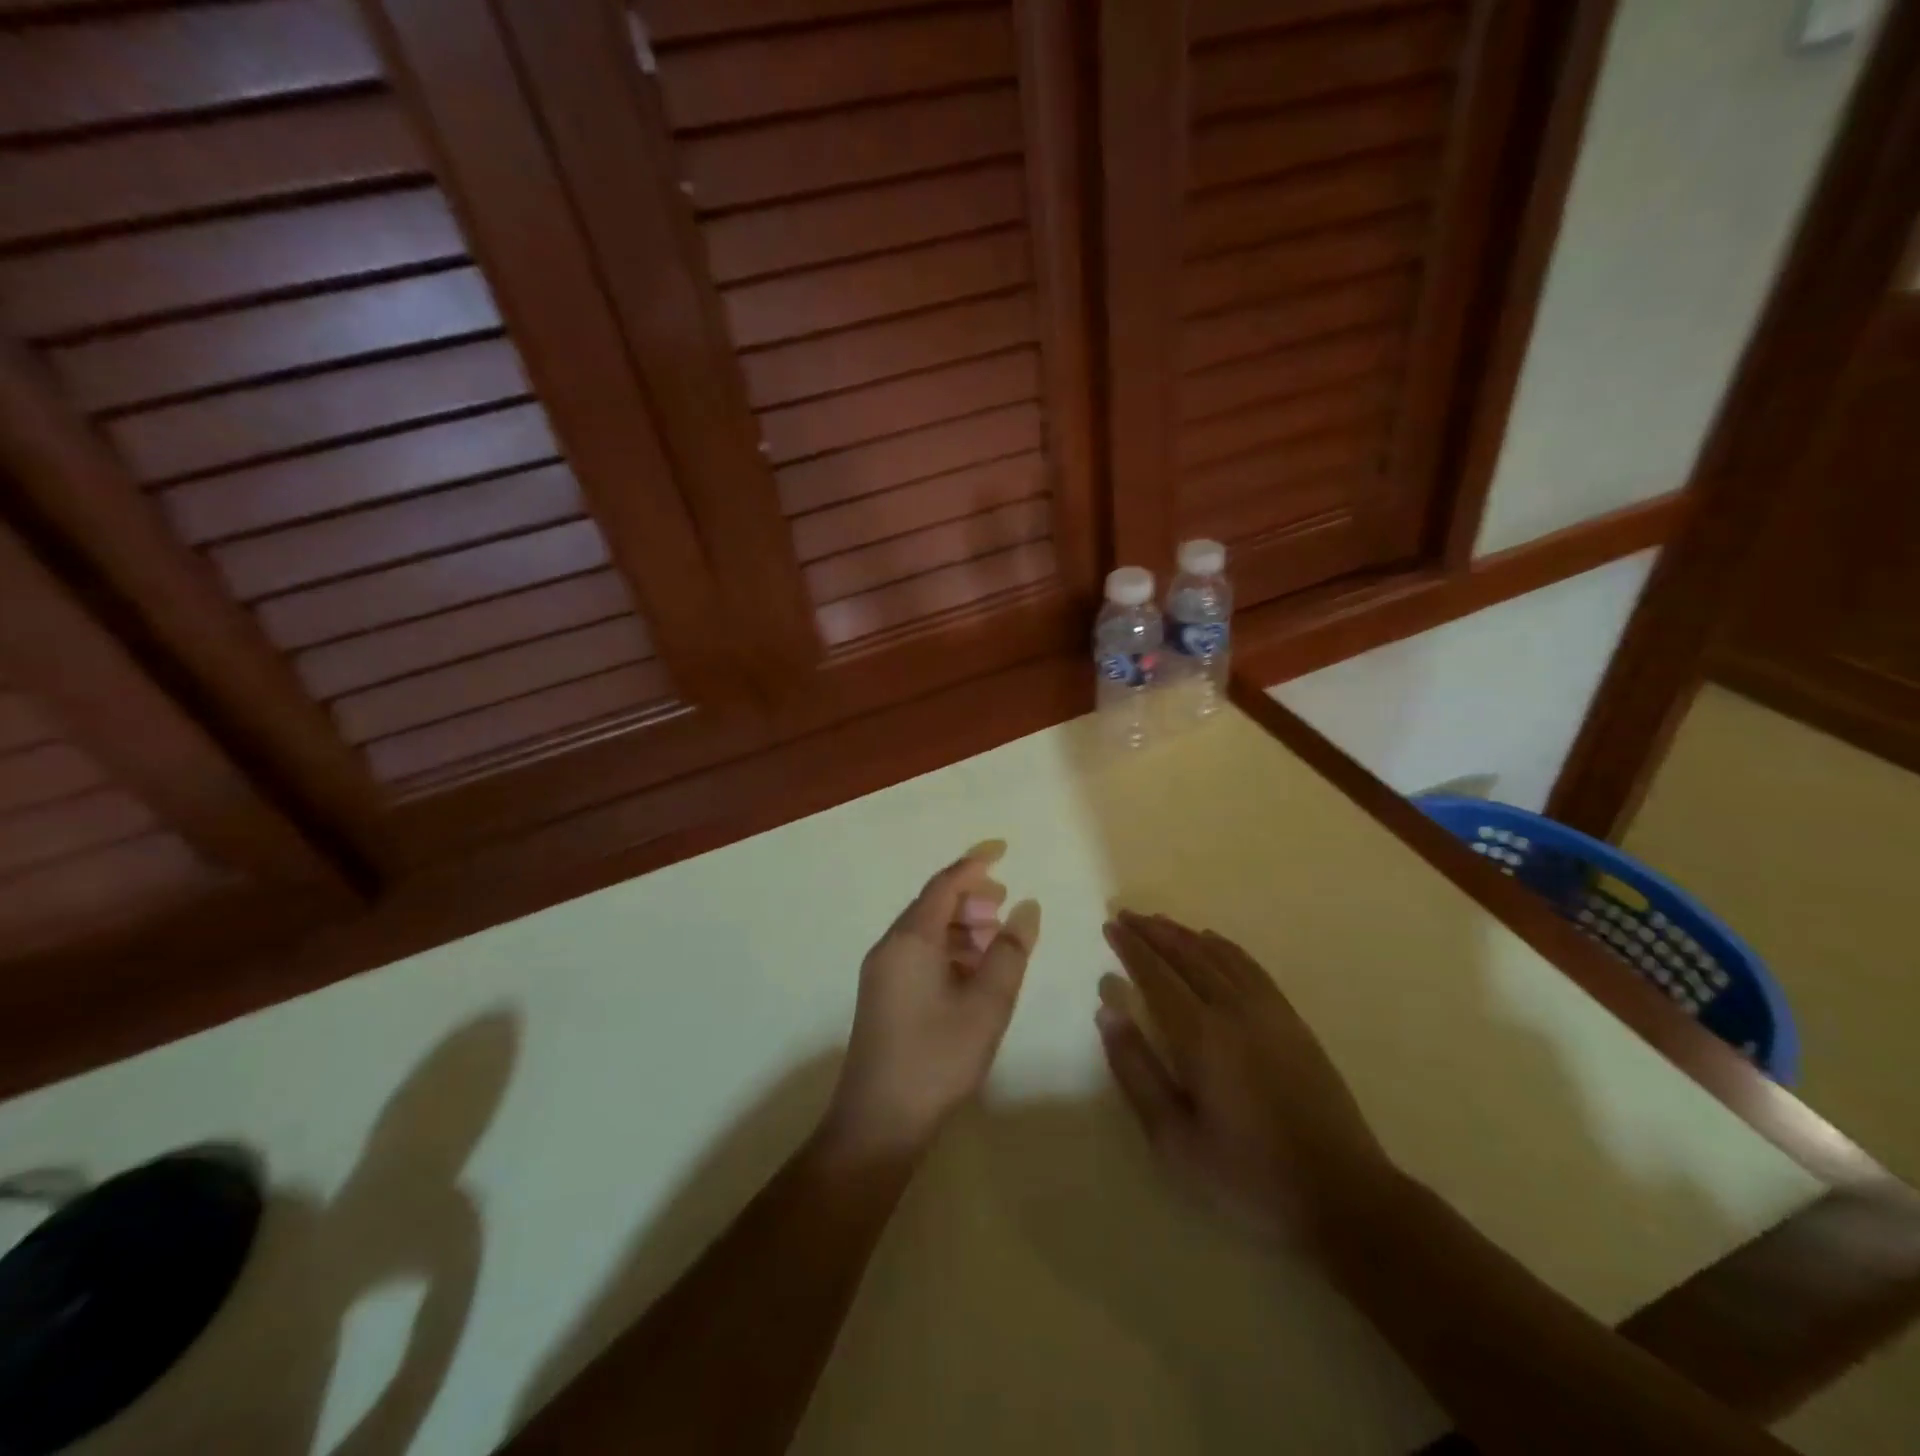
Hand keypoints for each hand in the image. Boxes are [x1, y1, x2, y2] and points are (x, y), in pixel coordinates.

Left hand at [824, 852, 1041, 1160]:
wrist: (878, 1122)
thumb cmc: (937, 1057)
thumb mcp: (987, 1004)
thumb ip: (1011, 952)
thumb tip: (1026, 908)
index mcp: (911, 939)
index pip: (944, 884)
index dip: (975, 863)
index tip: (1003, 848)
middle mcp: (890, 946)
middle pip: (932, 905)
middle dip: (970, 897)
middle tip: (1005, 904)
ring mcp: (882, 972)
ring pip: (925, 931)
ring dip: (961, 926)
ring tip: (996, 939)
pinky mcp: (882, 995)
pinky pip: (918, 954)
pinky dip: (948, 950)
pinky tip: (973, 972)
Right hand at [1096, 911, 1392, 1245]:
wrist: (1343, 1196)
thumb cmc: (1248, 1176)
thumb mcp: (1175, 1140)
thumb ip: (1136, 1072)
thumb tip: (1108, 1013)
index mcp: (1200, 1037)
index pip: (1156, 976)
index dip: (1131, 948)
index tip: (1111, 926)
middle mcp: (1233, 1011)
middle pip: (1187, 955)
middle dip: (1154, 932)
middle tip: (1127, 915)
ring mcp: (1269, 1012)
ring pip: (1219, 955)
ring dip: (1185, 934)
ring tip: (1160, 922)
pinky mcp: (1293, 1021)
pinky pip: (1251, 967)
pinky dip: (1225, 947)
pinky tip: (1213, 942)